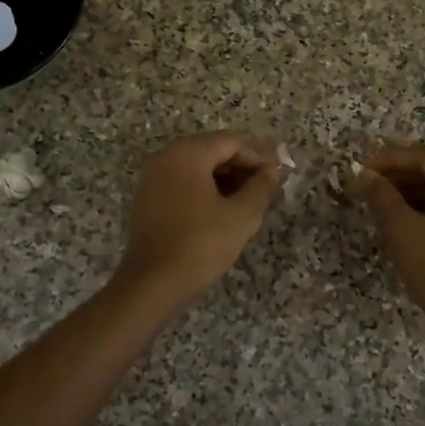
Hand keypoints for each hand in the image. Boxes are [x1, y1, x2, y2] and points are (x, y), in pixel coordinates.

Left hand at [113, 131, 281, 310]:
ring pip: (196, 168)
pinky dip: (203, 191)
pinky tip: (220, 213)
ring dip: (223, 180)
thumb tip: (272, 171)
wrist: (153, 283)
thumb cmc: (201, 244)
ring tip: (246, 203)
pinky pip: (181, 183)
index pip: (230, 142)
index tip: (277, 177)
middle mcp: (165, 157)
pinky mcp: (146, 199)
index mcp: (187, 153)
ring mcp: (151, 178)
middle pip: (211, 151)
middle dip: (240, 168)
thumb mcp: (242, 216)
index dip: (258, 157)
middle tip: (264, 190)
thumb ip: (261, 187)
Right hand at [357, 142, 424, 316]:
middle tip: (365, 187)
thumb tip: (363, 174)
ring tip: (376, 205)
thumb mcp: (401, 226)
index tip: (360, 168)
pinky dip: (421, 212)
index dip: (388, 159)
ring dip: (406, 195)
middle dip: (396, 177)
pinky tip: (398, 225)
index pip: (422, 156)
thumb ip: (380, 194)